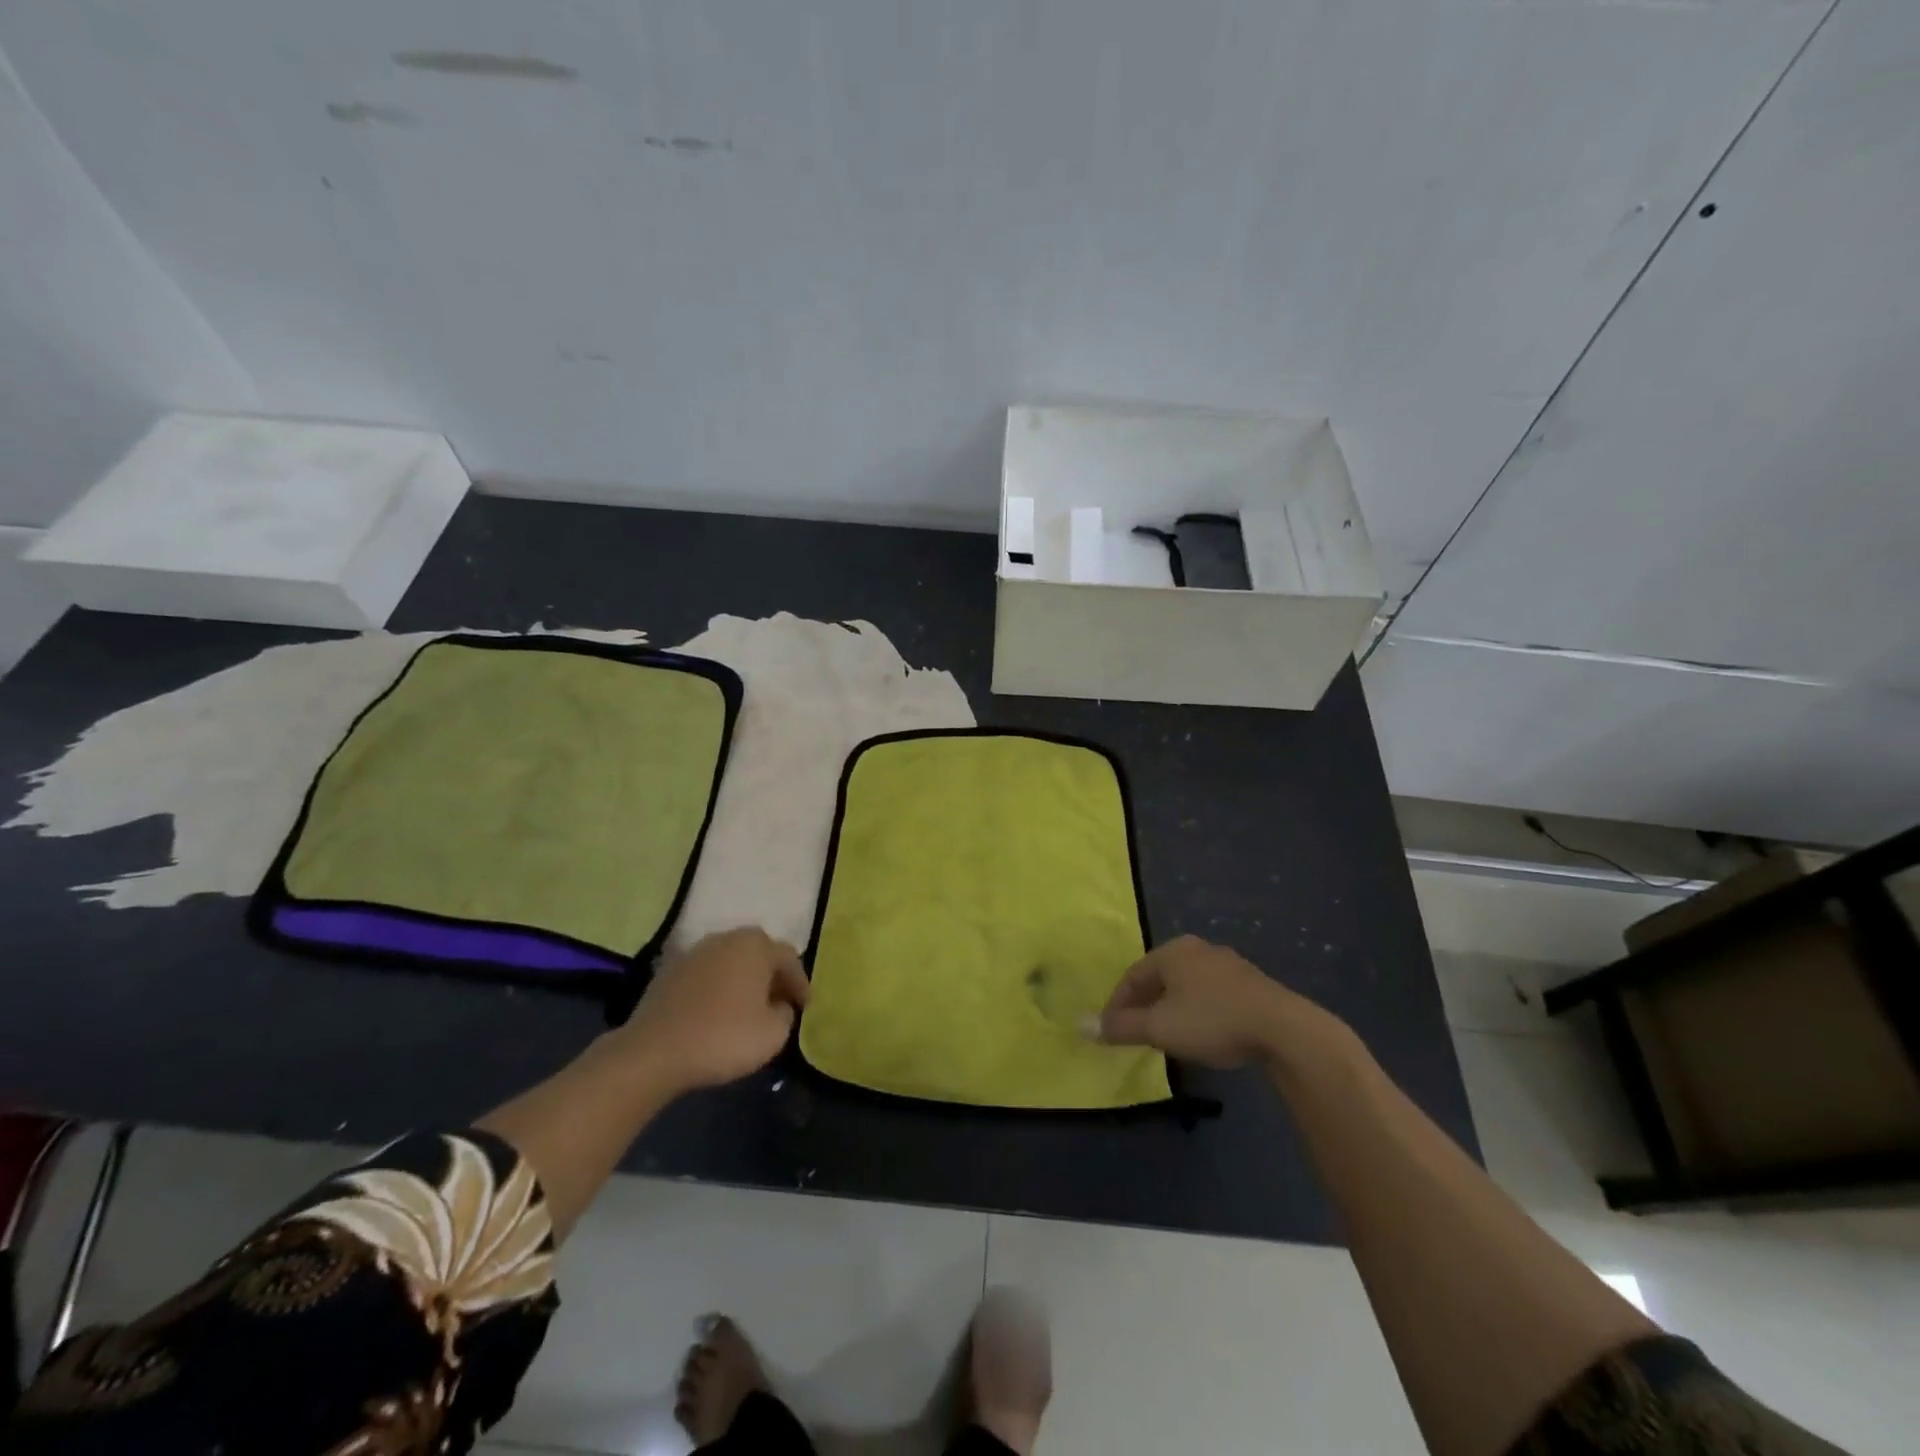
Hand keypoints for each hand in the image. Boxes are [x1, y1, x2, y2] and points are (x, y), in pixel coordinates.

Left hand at [625, 928, 809, 1090]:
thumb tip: (778, 1005)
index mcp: (756, 946)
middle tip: (781, 1001)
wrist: (653, 1052)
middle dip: (772, 976)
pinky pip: (707, 974)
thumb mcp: (774, 1033)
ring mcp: (695, 952)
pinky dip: (718, 987)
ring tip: (749, 1007)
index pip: (789, 958)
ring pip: (731, 961)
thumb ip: (785, 1013)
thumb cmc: (723, 1038)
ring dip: (744, 979)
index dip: (800, 984)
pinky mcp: (669, 970)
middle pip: (759, 953)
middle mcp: (726, 938)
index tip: (805, 1007)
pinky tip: (718, 1011)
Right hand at [1095, 935, 1320, 1068]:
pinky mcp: (1250, 983)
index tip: (1110, 1030)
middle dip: (1144, 1004)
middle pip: (1159, 977)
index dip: (1117, 1004)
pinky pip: (1210, 993)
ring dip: (1170, 1008)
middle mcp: (1197, 949)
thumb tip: (1080, 1025)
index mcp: (1172, 951)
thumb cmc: (1212, 1020)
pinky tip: (1201, 1032)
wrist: (1283, 1029)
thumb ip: (1121, 1027)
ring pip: (1186, 985)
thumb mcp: (1159, 1028)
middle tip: (1135, 1032)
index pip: (1132, 975)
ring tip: (1166, 1035)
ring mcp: (1227, 963)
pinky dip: (1196, 1010)